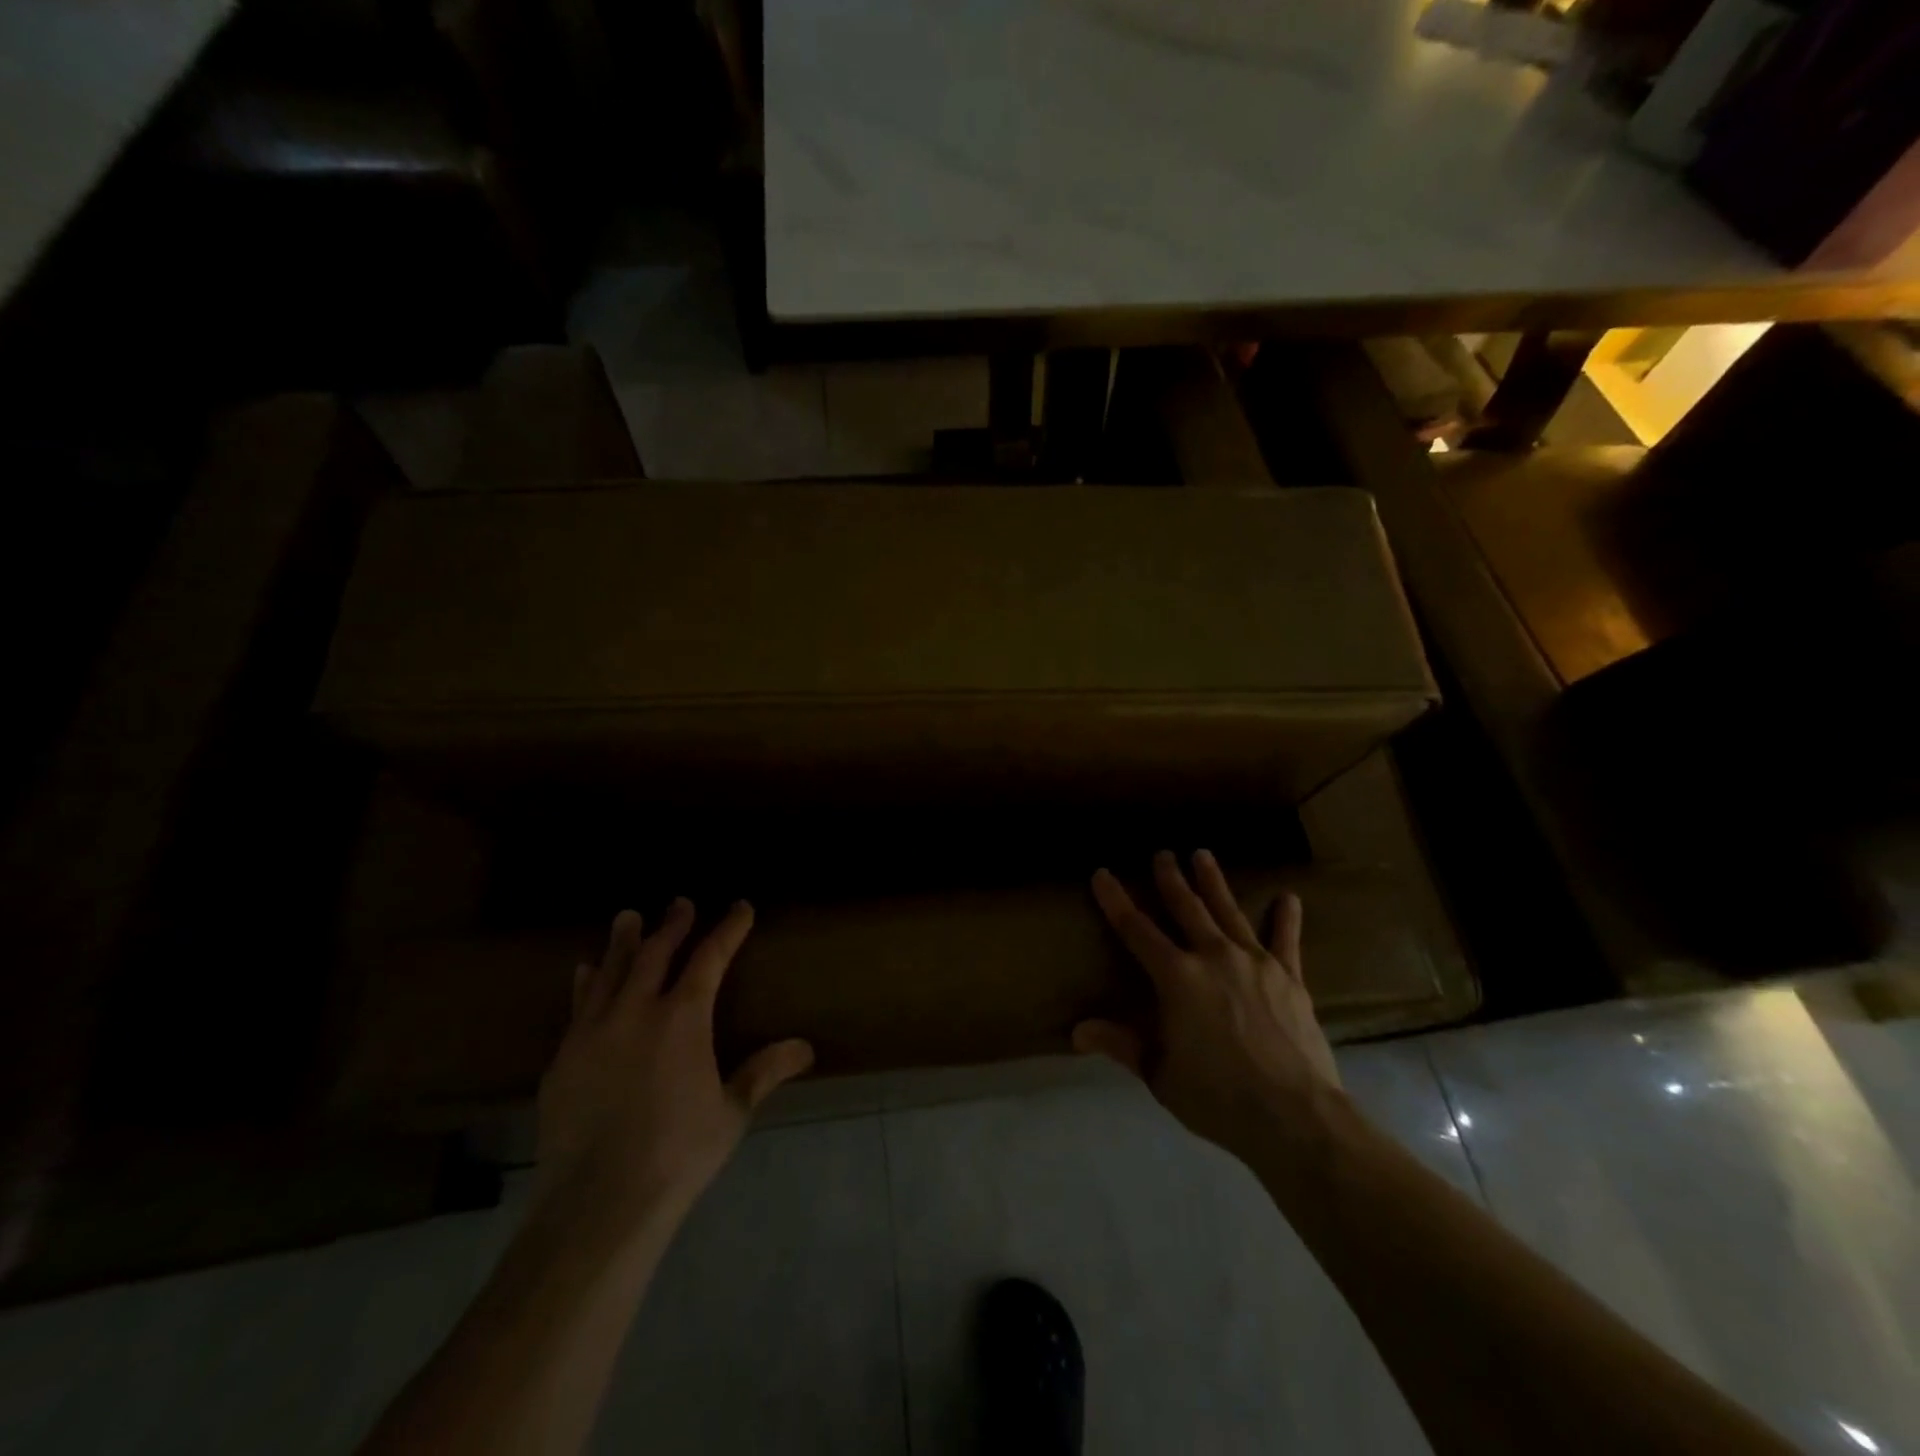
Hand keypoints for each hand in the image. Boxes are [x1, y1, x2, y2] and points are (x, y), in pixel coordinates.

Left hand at [530, 900, 813, 1251]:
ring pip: (610, 971)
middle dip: (672, 925)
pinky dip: (586, 982)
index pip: (710, 958)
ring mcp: (593, 1033)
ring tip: (628, 917)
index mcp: (682, 1019)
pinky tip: (585, 972)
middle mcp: (636, 1012)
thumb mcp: (731, 1113)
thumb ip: (764, 1072)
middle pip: (655, 953)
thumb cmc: (677, 1155)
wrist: (597, 1206)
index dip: (728, 929)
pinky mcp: (563, 1060)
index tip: (740, 908)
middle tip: (680, 903)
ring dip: (623, 941)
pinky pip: (578, 1006)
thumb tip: (805, 1047)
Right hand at [1074, 850, 1341, 1157]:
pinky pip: (1285, 940)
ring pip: (1228, 911)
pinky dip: (1285, 918)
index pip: (1135, 930)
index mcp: (1176, 977)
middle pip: (1186, 908)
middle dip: (1170, 879)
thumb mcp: (1160, 1074)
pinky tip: (1288, 897)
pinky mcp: (1289, 977)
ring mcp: (1254, 962)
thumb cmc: (1217, 1097)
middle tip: (1162, 854)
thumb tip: (1078, 1031)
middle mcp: (1212, 956)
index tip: (1102, 874)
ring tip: (1202, 855)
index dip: (1115, 900)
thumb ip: (1122, 1044)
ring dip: (1213, 882)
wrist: (1293, 1115)